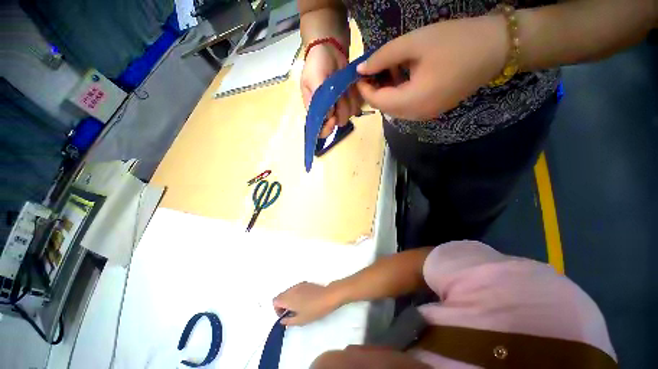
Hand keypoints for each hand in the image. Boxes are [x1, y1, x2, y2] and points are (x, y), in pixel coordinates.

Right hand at [273, 282, 342, 325]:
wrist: (328, 297)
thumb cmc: (313, 310)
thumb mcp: (300, 320)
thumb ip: (288, 321)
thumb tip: (282, 320)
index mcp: (288, 298)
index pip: (275, 301)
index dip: (277, 310)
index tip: (285, 315)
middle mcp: (292, 289)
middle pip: (281, 295)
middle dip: (283, 304)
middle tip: (292, 313)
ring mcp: (299, 284)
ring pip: (289, 292)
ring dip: (290, 299)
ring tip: (299, 308)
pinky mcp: (305, 283)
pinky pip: (296, 289)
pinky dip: (296, 295)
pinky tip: (305, 301)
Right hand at [301, 43, 362, 137]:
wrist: (329, 50)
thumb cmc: (317, 64)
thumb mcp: (312, 79)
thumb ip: (318, 98)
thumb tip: (329, 115)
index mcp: (315, 110)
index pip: (320, 131)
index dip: (327, 129)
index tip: (333, 118)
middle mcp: (328, 113)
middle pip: (339, 122)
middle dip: (341, 109)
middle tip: (339, 93)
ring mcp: (340, 107)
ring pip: (349, 115)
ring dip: (348, 100)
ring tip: (343, 86)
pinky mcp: (350, 101)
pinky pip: (357, 106)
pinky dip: (355, 97)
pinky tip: (350, 86)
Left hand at [356, 15, 507, 120]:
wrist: (498, 48)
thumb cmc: (456, 41)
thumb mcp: (414, 43)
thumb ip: (383, 57)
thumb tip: (361, 69)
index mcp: (412, 102)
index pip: (378, 101)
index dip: (364, 89)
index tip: (358, 74)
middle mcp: (416, 115)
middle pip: (385, 107)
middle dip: (374, 90)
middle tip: (372, 69)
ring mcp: (425, 115)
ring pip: (395, 107)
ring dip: (386, 91)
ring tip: (387, 68)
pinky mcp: (432, 109)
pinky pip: (407, 106)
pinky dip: (399, 93)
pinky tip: (402, 76)